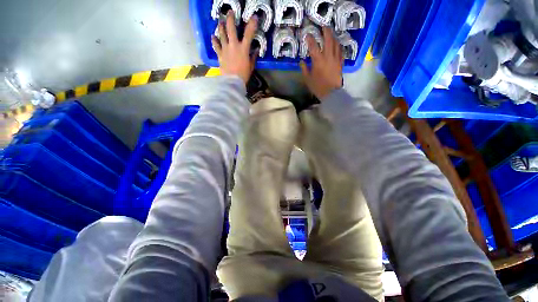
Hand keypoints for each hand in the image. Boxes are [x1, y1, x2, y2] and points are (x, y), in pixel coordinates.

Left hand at [212, 12, 257, 83]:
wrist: (233, 81)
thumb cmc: (244, 75)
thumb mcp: (251, 66)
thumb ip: (253, 57)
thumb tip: (256, 50)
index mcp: (243, 48)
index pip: (249, 33)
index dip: (252, 24)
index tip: (254, 17)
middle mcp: (233, 45)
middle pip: (231, 28)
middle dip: (230, 18)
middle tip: (230, 12)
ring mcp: (225, 49)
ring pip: (221, 34)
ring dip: (221, 26)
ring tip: (220, 22)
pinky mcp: (220, 54)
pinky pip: (216, 45)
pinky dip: (214, 40)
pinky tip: (213, 36)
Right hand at [300, 27, 343, 99]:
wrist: (331, 93)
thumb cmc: (318, 87)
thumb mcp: (308, 79)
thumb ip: (304, 69)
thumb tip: (301, 61)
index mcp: (318, 60)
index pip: (313, 46)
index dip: (310, 39)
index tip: (307, 35)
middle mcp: (328, 56)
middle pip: (328, 39)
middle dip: (326, 31)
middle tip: (323, 26)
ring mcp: (336, 58)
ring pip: (336, 43)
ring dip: (333, 37)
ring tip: (330, 34)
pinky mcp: (341, 62)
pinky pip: (341, 51)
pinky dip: (338, 46)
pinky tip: (337, 45)